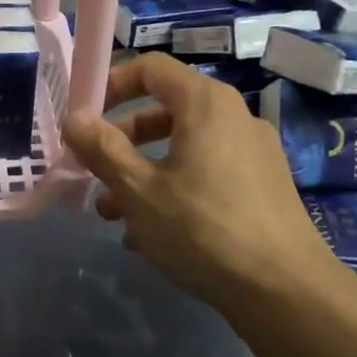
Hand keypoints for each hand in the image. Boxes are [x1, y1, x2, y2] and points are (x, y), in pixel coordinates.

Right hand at [61, 53, 336, 308]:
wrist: (283, 288)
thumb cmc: (201, 228)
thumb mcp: (138, 190)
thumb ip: (102, 149)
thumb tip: (74, 119)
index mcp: (205, 104)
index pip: (151, 68)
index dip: (111, 85)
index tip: (84, 119)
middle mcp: (234, 118)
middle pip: (164, 112)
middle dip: (121, 143)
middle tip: (92, 175)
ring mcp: (252, 154)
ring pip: (182, 151)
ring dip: (141, 175)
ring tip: (113, 216)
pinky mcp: (261, 188)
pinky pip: (205, 176)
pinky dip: (173, 192)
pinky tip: (151, 236)